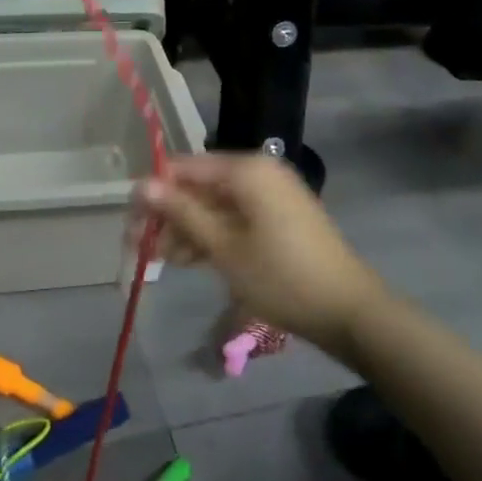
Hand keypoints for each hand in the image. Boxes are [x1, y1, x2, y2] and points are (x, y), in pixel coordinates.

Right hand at [136, 154, 384, 355]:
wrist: (350, 313)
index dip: (154, 193)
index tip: (131, 223)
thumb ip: (181, 212)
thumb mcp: (224, 247)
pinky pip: (235, 216)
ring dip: (187, 228)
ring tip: (164, 260)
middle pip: (199, 186)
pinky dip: (213, 234)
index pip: (184, 167)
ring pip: (215, 204)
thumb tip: (140, 185)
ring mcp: (271, 195)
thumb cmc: (281, 277)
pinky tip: (192, 259)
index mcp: (246, 169)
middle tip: (141, 248)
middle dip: (169, 215)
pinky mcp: (279, 217)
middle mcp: (258, 172)